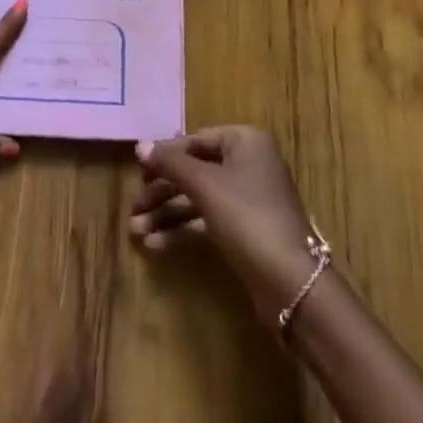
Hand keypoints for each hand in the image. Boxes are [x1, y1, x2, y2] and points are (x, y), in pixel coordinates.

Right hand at [129, 125, 318, 320]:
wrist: (289, 282)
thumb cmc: (247, 217)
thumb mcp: (205, 185)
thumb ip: (171, 163)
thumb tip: (140, 145)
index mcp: (245, 141)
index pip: (196, 140)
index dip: (166, 156)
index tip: (138, 172)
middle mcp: (248, 163)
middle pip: (195, 171)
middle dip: (162, 191)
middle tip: (133, 208)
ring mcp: (247, 198)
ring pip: (198, 198)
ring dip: (166, 213)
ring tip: (135, 231)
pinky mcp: (244, 230)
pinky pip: (206, 220)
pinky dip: (182, 230)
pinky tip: (154, 245)